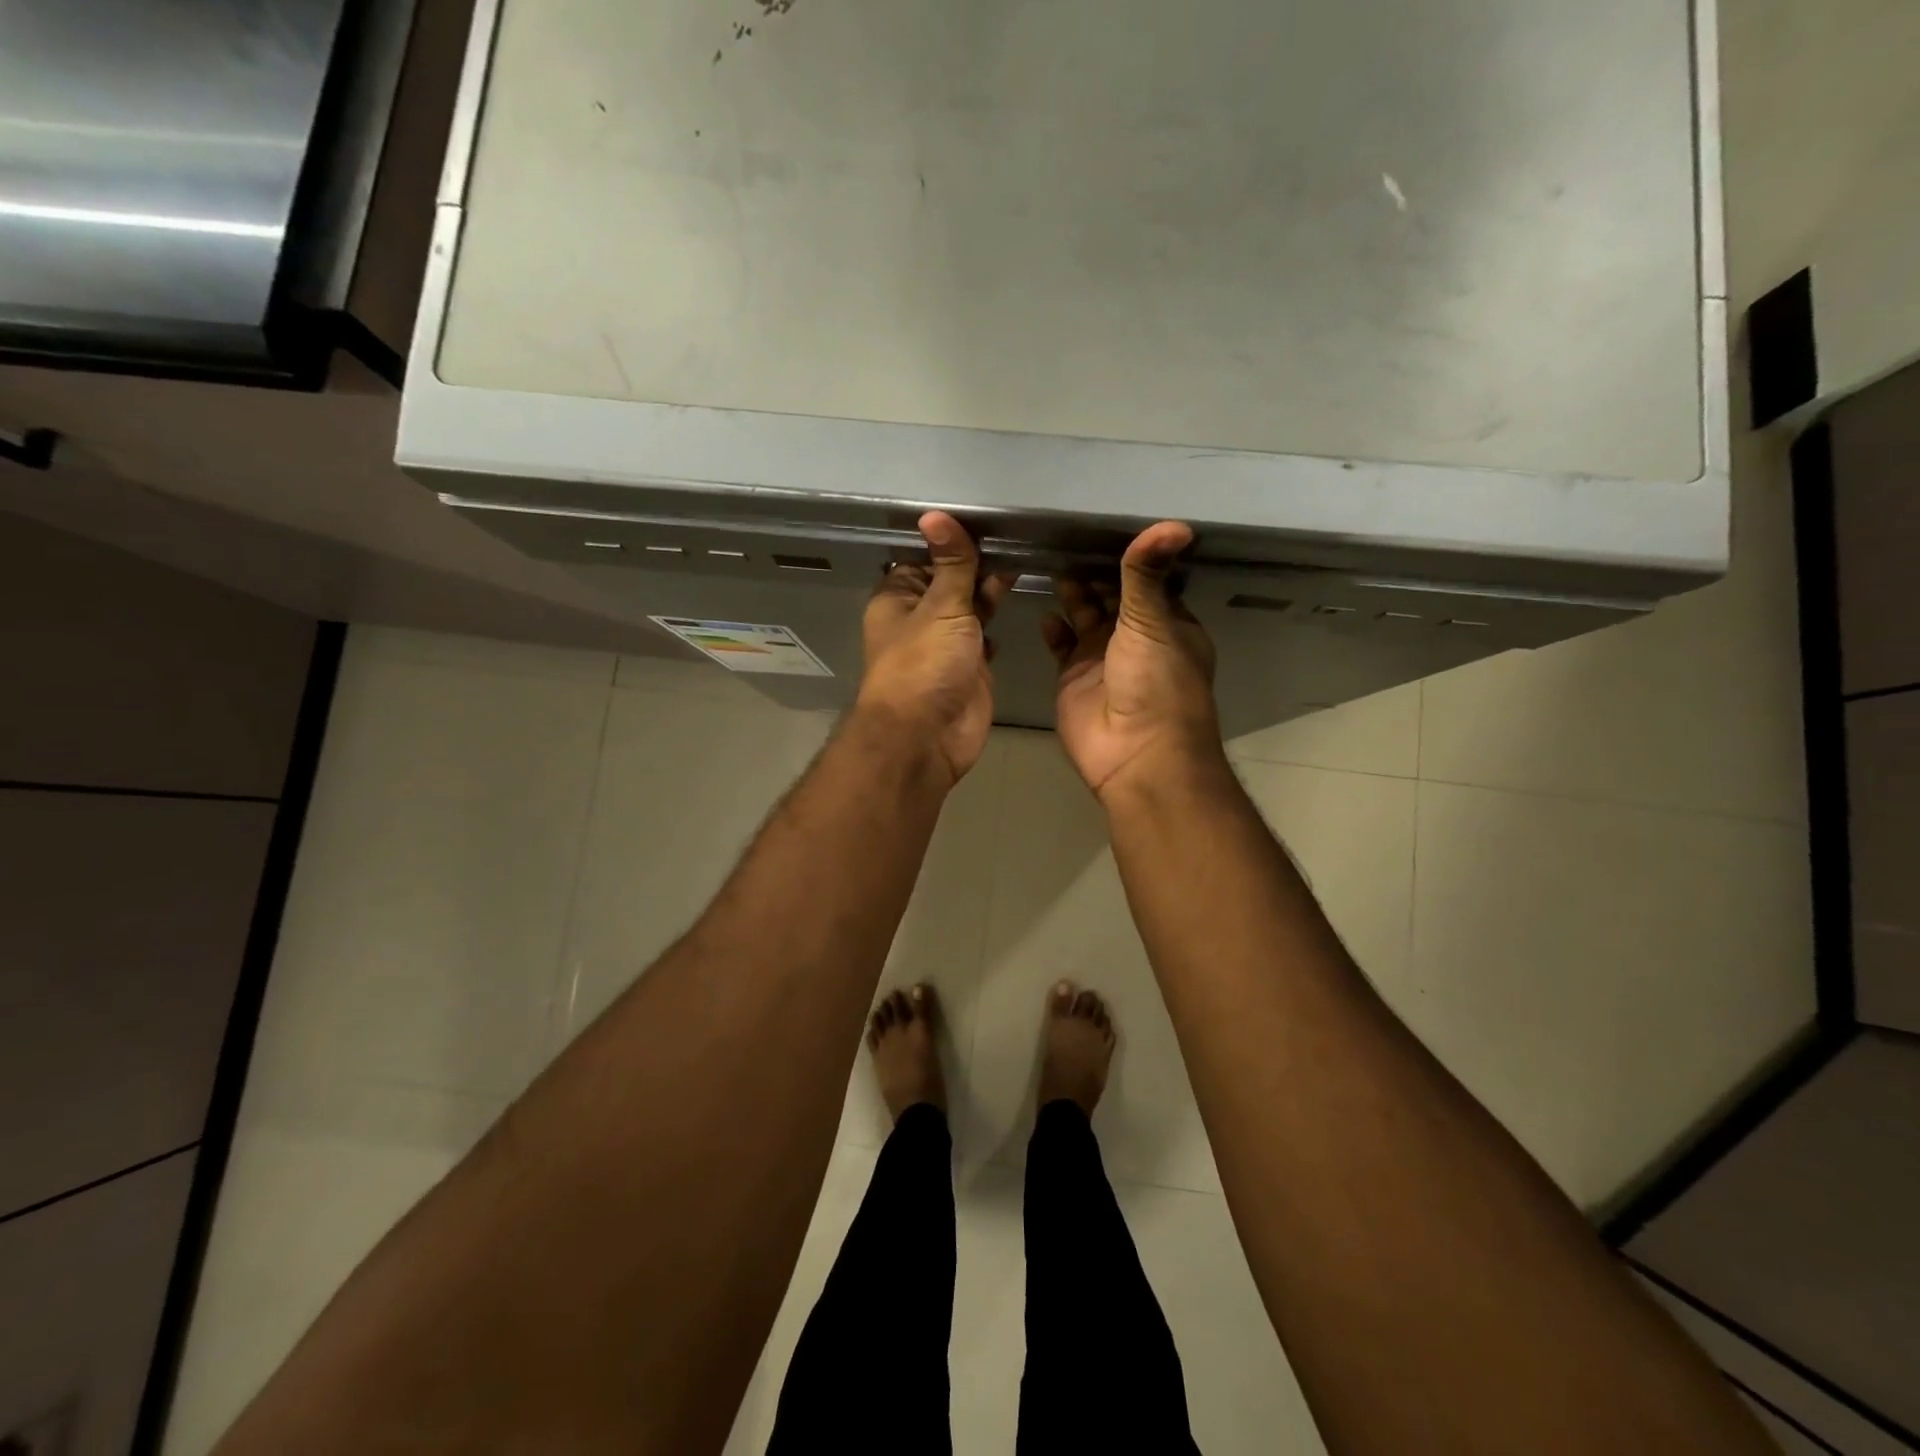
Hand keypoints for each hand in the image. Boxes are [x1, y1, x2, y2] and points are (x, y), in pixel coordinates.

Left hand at [856, 512, 1010, 784]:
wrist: (928, 736)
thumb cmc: (925, 664)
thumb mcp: (940, 606)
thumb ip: (951, 564)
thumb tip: (935, 514)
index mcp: (899, 597)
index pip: (924, 558)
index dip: (951, 541)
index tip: (987, 518)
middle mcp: (920, 617)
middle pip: (950, 581)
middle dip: (977, 564)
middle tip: (1018, 535)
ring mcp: (946, 644)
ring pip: (970, 608)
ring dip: (991, 591)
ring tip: (1025, 558)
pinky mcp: (970, 667)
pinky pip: (985, 637)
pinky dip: (998, 623)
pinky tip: (1019, 599)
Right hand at [1043, 521, 1222, 801]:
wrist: (1135, 753)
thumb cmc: (1156, 683)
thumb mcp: (1153, 621)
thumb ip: (1147, 575)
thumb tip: (1174, 523)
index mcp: (1167, 624)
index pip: (1147, 582)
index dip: (1129, 557)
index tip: (1101, 524)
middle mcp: (1136, 639)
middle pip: (1112, 597)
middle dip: (1094, 572)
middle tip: (1064, 535)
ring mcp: (1102, 659)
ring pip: (1084, 617)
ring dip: (1072, 594)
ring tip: (1049, 560)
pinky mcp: (1073, 677)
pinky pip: (1061, 645)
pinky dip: (1053, 628)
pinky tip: (1043, 609)